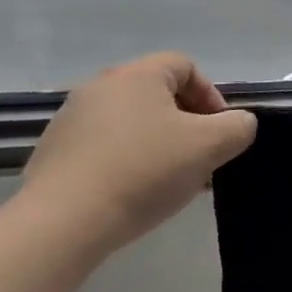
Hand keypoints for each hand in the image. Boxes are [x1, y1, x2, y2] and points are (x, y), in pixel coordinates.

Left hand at [20, 52, 255, 248]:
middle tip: (199, 159)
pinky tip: (132, 194)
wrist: (61, 224)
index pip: (186, 66)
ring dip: (157, 144)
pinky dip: (125, 162)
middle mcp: (100, 86)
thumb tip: (239, 124)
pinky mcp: (52, 153)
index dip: (211, 96)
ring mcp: (70, 119)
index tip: (219, 132)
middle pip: (158, 95)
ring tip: (168, 182)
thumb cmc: (143, 172)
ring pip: (131, 123)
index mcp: (138, 75)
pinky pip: (103, 147)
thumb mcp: (210, 147)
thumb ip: (238, 127)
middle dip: (186, 124)